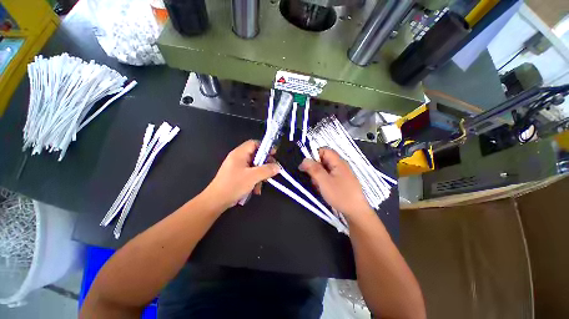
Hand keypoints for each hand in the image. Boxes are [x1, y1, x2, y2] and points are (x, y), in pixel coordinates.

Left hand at [202, 140, 279, 209]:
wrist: (216, 201)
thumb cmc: (234, 185)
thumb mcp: (253, 177)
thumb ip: (267, 170)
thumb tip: (278, 167)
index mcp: (239, 153)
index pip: (254, 143)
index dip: (265, 147)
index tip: (273, 154)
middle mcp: (238, 158)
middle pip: (256, 155)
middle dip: (264, 164)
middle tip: (271, 171)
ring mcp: (237, 167)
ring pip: (254, 166)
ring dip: (260, 175)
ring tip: (262, 183)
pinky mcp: (237, 176)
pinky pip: (250, 174)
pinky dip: (255, 180)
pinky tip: (256, 190)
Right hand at [299, 148, 370, 217]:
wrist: (356, 212)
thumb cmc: (340, 195)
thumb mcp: (324, 181)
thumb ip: (313, 169)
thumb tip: (304, 160)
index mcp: (338, 162)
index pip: (324, 150)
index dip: (314, 155)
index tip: (307, 166)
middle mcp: (340, 166)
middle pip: (323, 160)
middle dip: (315, 169)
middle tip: (313, 179)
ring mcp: (341, 174)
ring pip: (325, 170)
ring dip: (318, 177)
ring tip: (319, 187)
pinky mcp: (341, 182)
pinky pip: (328, 177)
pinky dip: (323, 182)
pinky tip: (323, 190)